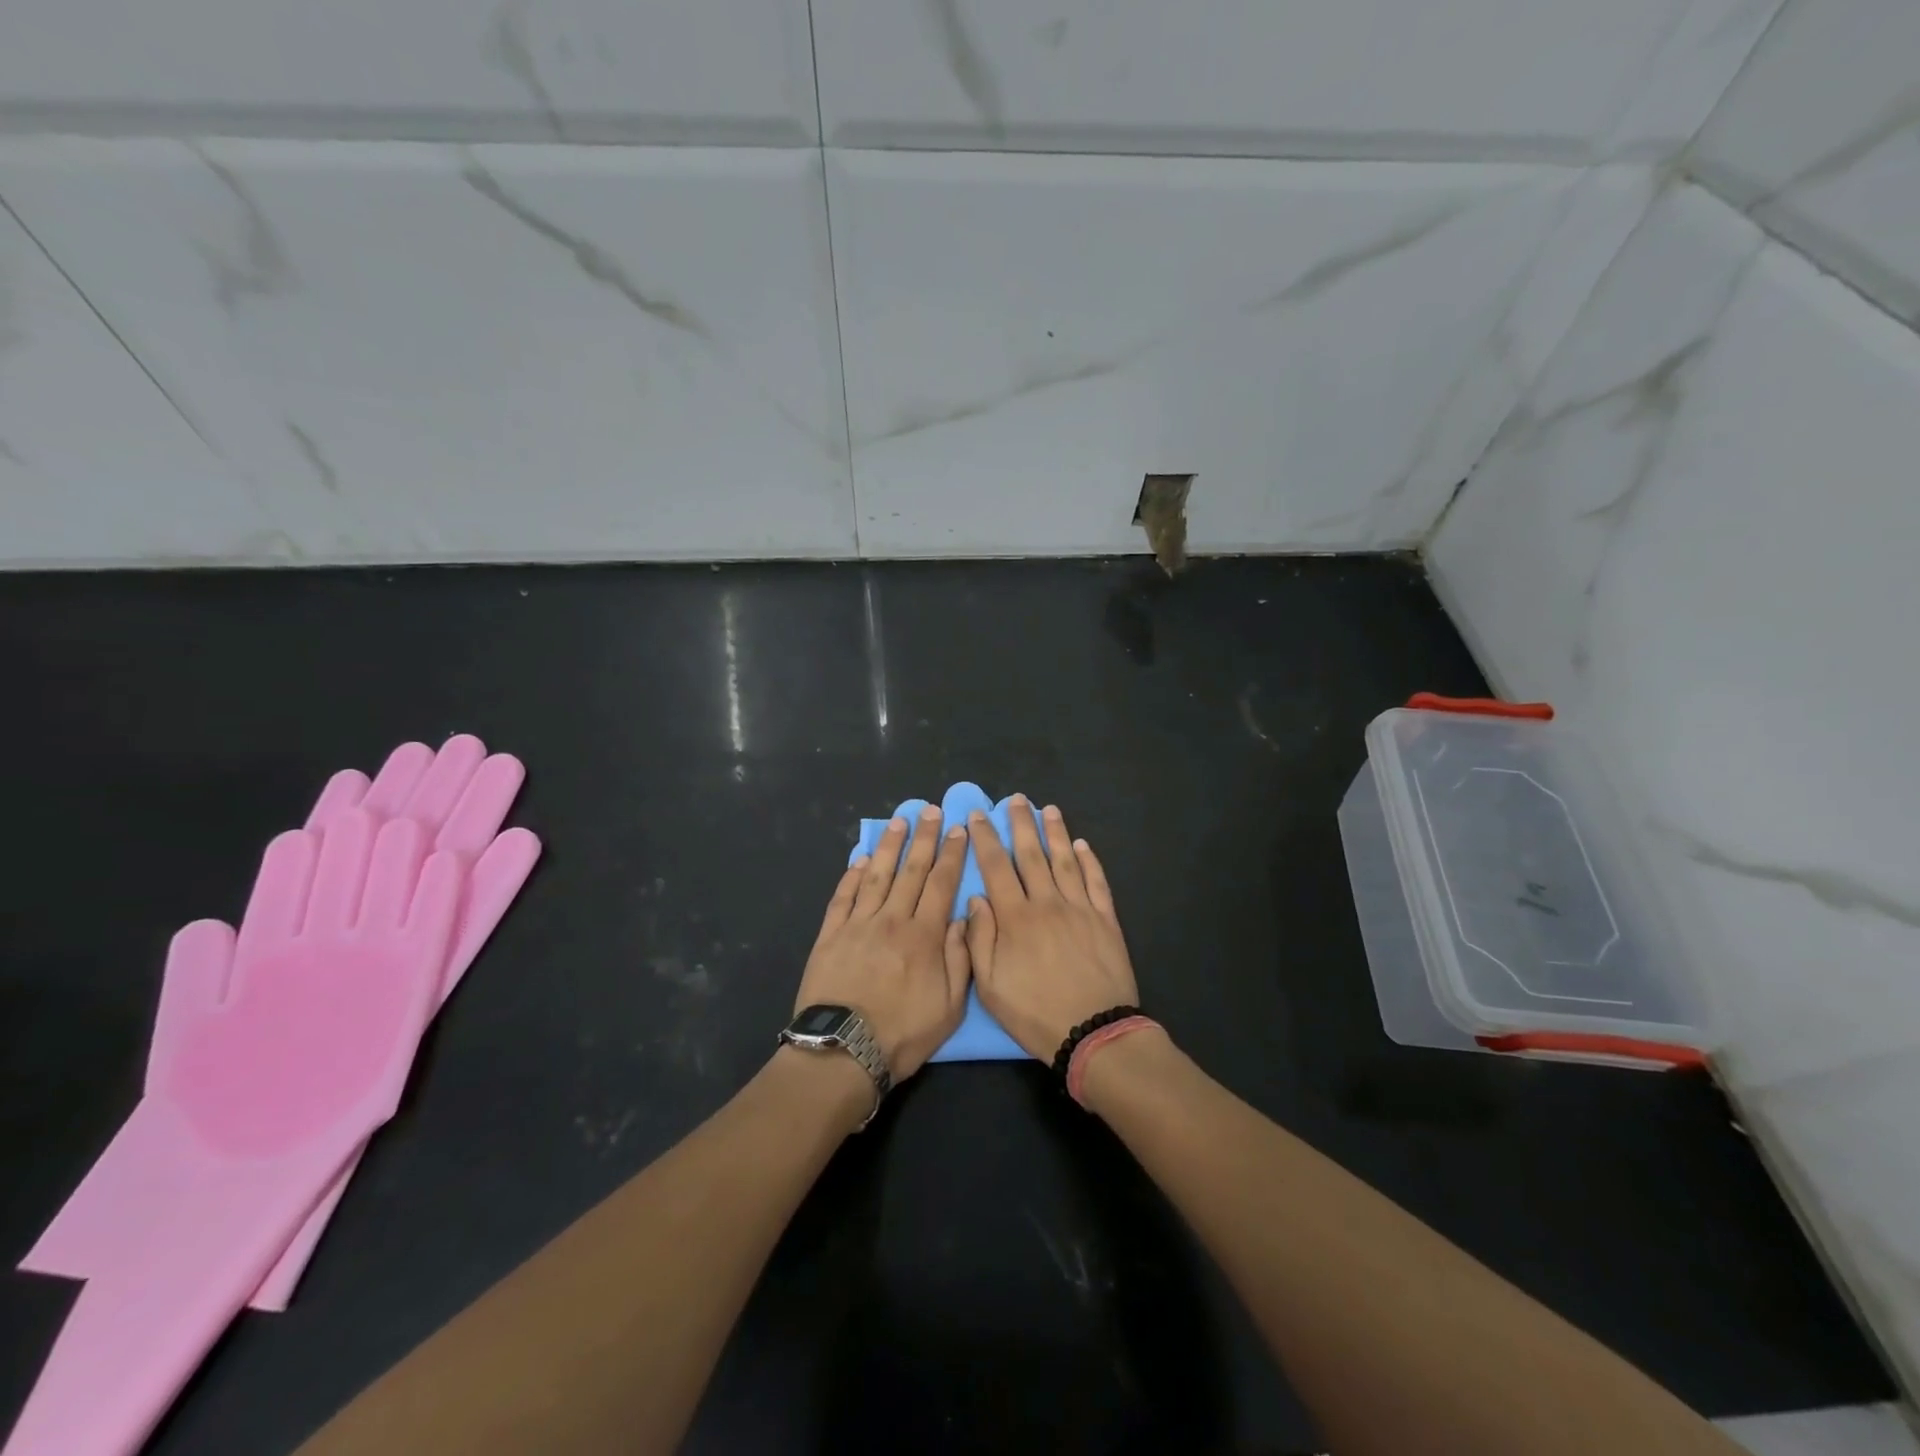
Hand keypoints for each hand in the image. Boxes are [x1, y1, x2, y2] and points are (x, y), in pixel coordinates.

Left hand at [795, 807, 969, 1080]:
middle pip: (911, 870)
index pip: (941, 884)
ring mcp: (858, 924)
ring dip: (890, 846)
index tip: (957, 829)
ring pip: (877, 875)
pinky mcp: (830, 934)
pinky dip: (853, 875)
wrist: (842, 1051)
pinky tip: (861, 858)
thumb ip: (959, 958)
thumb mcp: (950, 1007)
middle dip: (923, 838)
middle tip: (930, 811)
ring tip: (899, 822)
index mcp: (924, 935)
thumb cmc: (902, 1033)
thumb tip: (961, 917)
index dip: (951, 854)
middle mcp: (892, 920)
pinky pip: (843, 896)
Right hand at [965, 797, 1139, 1060]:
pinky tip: (1083, 846)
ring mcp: (1079, 909)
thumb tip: (976, 899)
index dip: (985, 839)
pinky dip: (1090, 861)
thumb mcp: (990, 986)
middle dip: (1021, 824)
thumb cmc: (1035, 1013)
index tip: (978, 815)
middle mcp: (1047, 903)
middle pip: (1031, 855)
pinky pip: (1096, 882)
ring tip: (1049, 810)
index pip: (996, 868)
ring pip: (1065, 861)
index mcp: (1015, 918)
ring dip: (1056, 833)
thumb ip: (979, 939)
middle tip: (1016, 800)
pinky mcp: (1105, 920)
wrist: (1094, 1032)